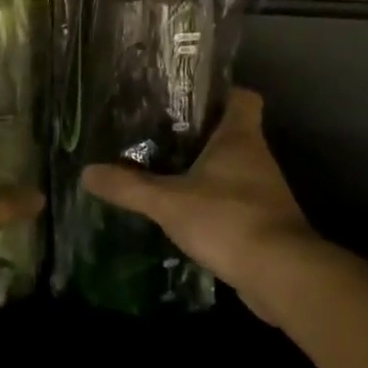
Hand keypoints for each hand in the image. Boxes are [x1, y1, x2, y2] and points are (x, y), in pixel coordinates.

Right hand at [80, 88, 319, 323]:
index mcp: (240, 138)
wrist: (281, 275)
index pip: (242, 97)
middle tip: (158, 135)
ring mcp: (264, 192)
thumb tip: (86, 172)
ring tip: (164, 172)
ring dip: (205, 171)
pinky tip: (184, 213)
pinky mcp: (265, 223)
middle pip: (232, 133)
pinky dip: (213, 204)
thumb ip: (128, 187)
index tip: (187, 98)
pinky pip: (235, 201)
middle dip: (199, 134)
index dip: (220, 92)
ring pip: (232, 169)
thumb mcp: (168, 202)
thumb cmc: (227, 220)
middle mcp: (257, 158)